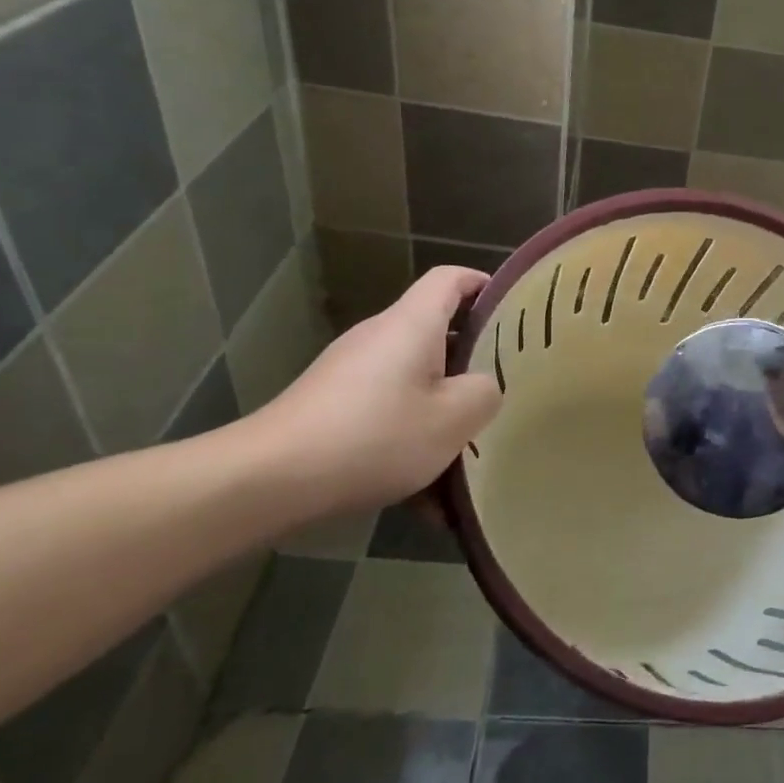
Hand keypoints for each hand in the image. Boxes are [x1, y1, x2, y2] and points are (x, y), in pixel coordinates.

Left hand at [245, 266, 502, 516]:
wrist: (269, 480)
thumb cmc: (375, 436)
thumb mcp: (452, 419)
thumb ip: (485, 393)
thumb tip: (482, 386)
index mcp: (412, 325)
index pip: (452, 279)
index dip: (485, 285)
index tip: (514, 311)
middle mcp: (380, 338)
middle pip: (437, 334)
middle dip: (472, 364)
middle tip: (505, 390)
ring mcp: (352, 373)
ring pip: (415, 384)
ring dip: (442, 417)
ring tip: (467, 462)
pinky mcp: (333, 407)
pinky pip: (387, 415)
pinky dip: (410, 445)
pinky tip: (425, 503)